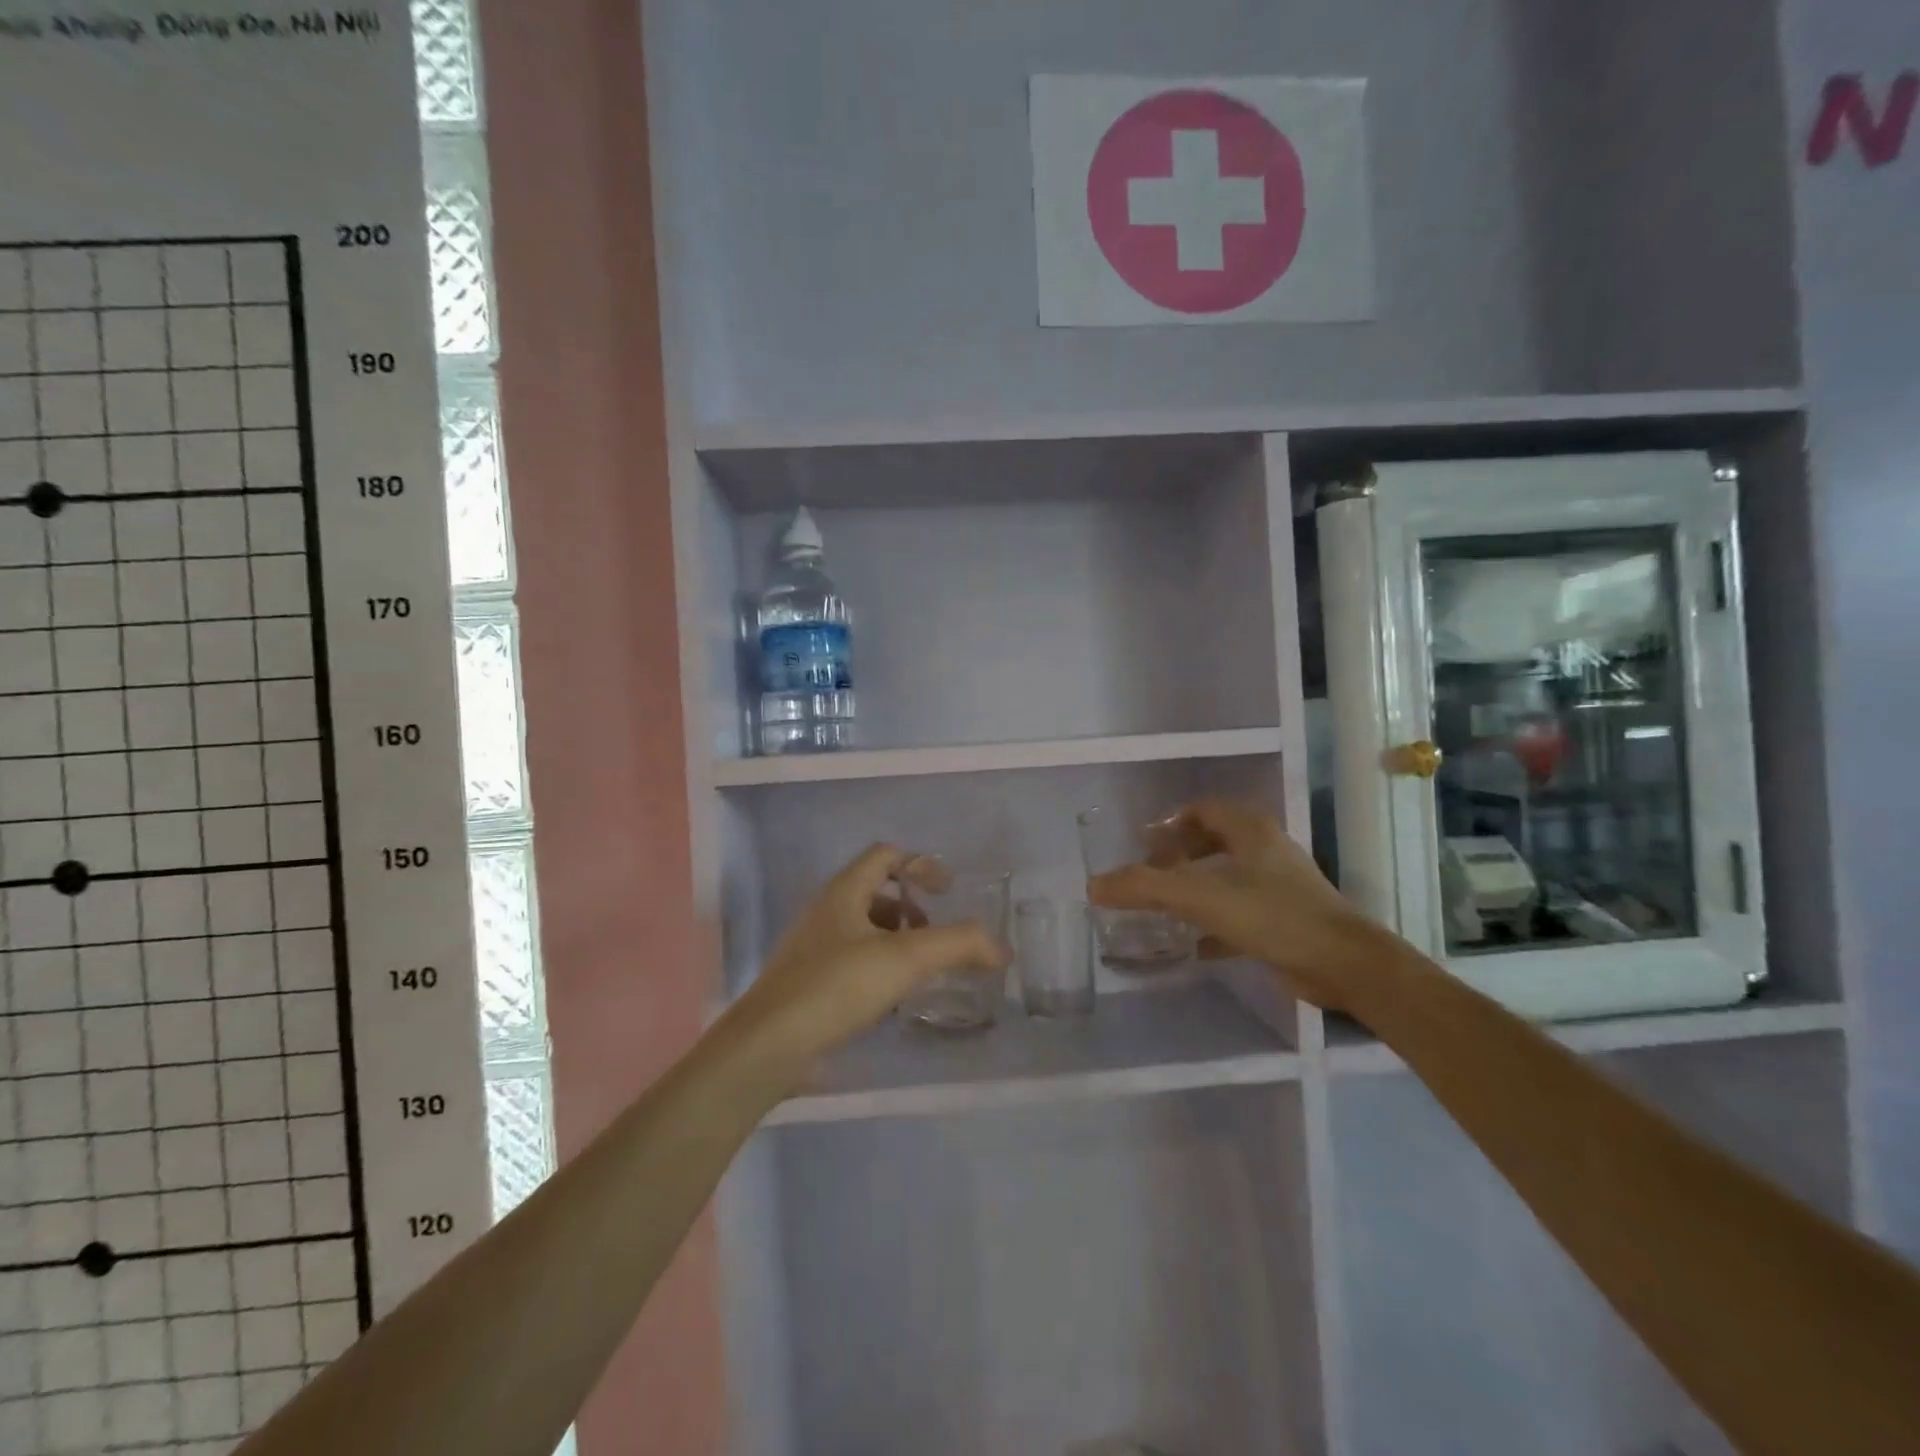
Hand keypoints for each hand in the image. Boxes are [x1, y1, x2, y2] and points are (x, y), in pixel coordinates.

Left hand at [723, 845, 1007, 1077]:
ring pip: (864, 929)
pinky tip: (893, 1000)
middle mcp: (826, 911)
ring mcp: (812, 948)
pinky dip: (879, 969)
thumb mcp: (906, 959)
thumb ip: (958, 945)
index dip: (921, 864)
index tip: (949, 890)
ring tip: (920, 971)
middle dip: (912, 909)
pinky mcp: (808, 983)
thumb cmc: (836, 987)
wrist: (768, 1046)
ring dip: (897, 941)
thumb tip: (1001, 948)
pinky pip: (852, 961)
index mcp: (844, 891)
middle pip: (876, 891)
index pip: (885, 855)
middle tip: (935, 937)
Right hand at [1089, 799, 1375, 1009]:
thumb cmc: (1271, 915)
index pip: (1201, 810)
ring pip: (1225, 877)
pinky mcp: (1284, 920)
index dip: (1169, 823)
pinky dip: (1212, 922)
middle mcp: (1265, 850)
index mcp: (1249, 830)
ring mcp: (1278, 886)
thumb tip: (1094, 885)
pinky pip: (1238, 911)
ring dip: (1194, 888)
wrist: (1342, 964)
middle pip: (1212, 841)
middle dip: (1177, 856)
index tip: (1141, 844)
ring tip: (1162, 908)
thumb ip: (1144, 888)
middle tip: (1148, 875)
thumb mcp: (1200, 896)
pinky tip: (1191, 943)